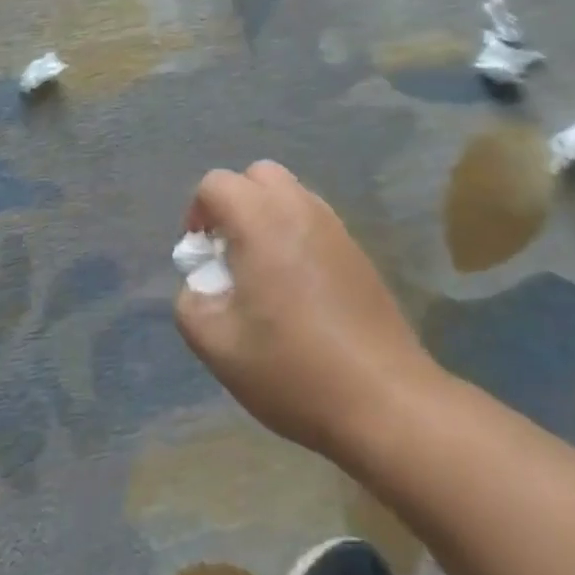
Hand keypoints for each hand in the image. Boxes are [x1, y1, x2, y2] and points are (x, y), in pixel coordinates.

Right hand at [175, 161, 438, 464]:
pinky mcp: (357, 250)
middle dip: (234, 205)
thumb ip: (190, 302)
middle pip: (257, 176)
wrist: (384, 399)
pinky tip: (297, 289)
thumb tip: (201, 283)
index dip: (197, 215)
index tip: (202, 258)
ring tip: (263, 273)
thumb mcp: (216, 344)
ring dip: (267, 217)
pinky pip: (314, 220)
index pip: (215, 184)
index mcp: (261, 219)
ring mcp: (334, 226)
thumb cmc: (292, 367)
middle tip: (230, 254)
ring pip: (290, 194)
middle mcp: (299, 207)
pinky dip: (295, 235)